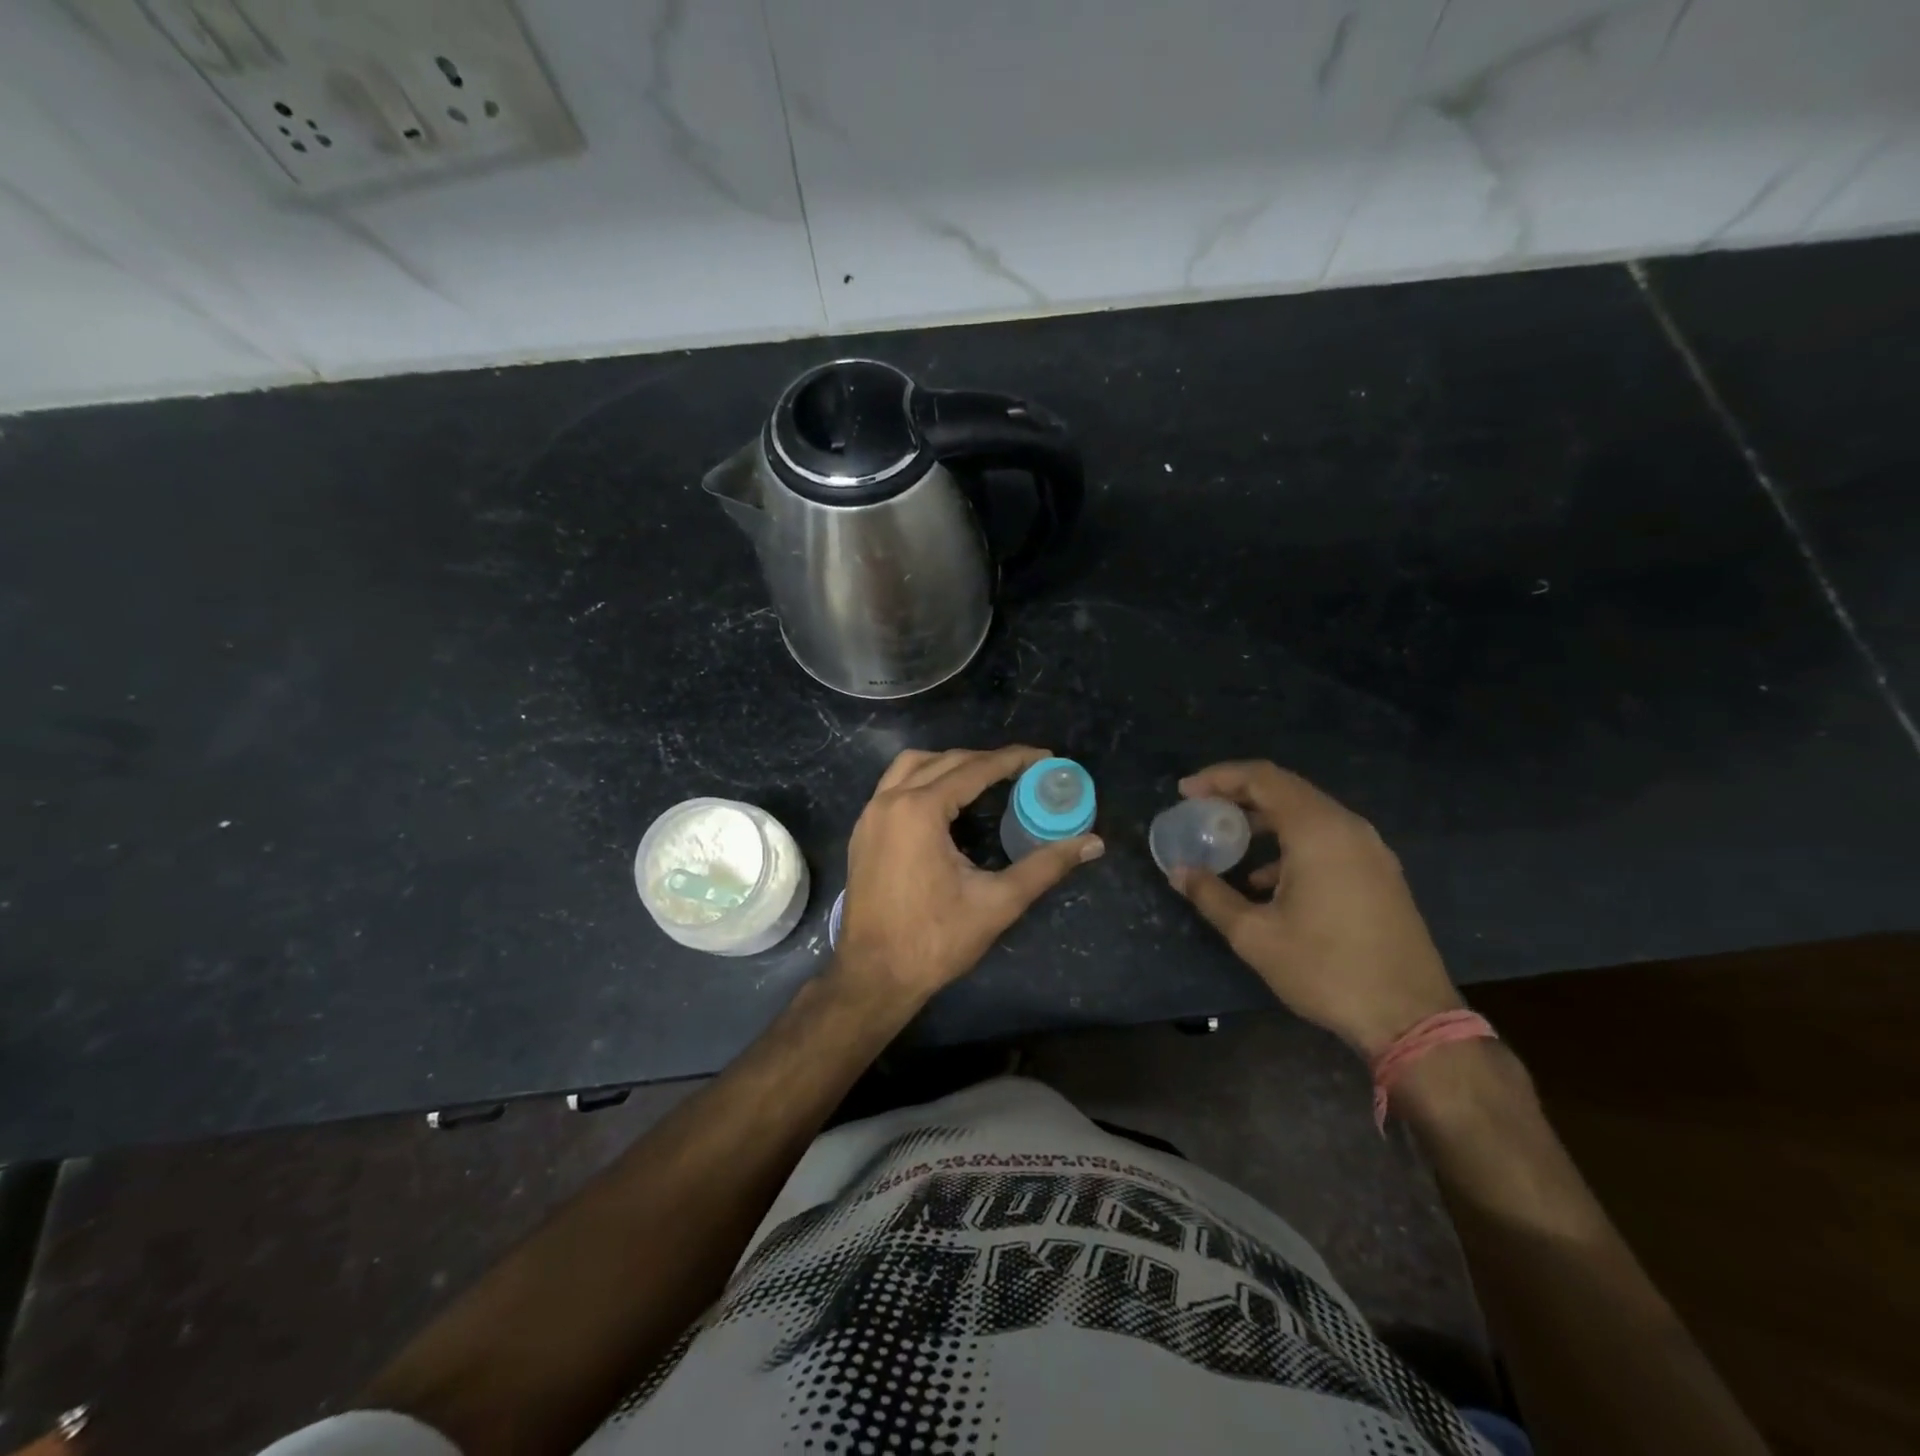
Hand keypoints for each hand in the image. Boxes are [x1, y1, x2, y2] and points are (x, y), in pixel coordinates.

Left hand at [833, 746, 1103, 1008]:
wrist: (873, 976)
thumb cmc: (935, 940)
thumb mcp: (998, 902)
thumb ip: (1046, 866)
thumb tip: (1092, 843)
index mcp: (920, 810)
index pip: (975, 769)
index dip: (1013, 760)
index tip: (1045, 757)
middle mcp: (890, 801)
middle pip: (944, 761)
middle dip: (985, 760)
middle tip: (1023, 770)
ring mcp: (870, 815)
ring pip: (911, 766)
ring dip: (949, 764)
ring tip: (984, 779)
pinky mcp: (862, 832)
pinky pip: (893, 786)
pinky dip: (923, 780)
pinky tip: (945, 803)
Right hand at [1168, 761, 1460, 1057]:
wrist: (1410, 1018)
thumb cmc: (1325, 969)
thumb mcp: (1255, 935)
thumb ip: (1211, 895)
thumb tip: (1178, 872)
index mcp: (1317, 831)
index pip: (1262, 778)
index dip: (1219, 777)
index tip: (1186, 792)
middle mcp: (1348, 828)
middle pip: (1286, 790)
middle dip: (1239, 795)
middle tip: (1202, 808)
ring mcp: (1370, 850)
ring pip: (1308, 814)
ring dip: (1265, 819)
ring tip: (1230, 839)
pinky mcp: (1380, 873)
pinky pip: (1328, 839)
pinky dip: (1291, 842)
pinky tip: (1267, 880)